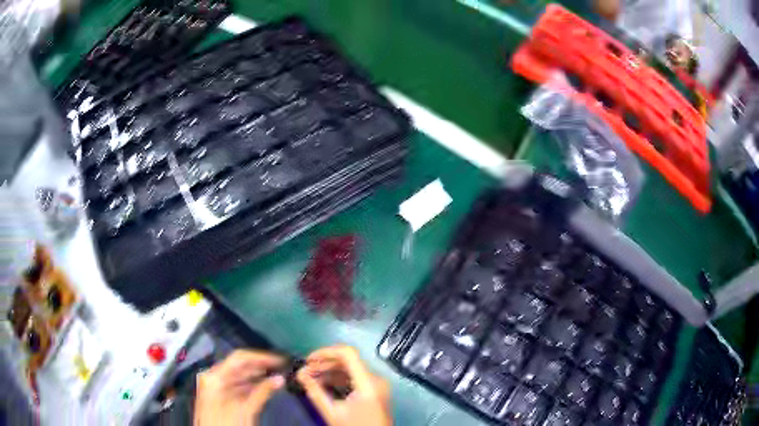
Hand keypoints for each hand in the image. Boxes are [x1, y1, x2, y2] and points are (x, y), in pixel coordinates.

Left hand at [194, 350, 284, 425]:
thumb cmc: (227, 424)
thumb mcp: (246, 410)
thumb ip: (262, 392)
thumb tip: (280, 378)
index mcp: (215, 376)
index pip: (239, 358)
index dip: (261, 357)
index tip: (281, 360)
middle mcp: (213, 377)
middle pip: (239, 365)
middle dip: (261, 366)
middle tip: (282, 368)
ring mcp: (215, 386)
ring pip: (239, 376)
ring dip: (258, 376)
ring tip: (277, 377)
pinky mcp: (219, 396)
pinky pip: (237, 386)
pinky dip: (251, 386)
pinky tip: (265, 387)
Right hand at [297, 345, 390, 425]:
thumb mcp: (332, 412)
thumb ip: (315, 391)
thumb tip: (299, 374)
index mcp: (368, 383)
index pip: (347, 353)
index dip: (325, 352)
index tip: (307, 360)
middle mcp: (376, 379)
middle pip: (347, 361)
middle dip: (323, 364)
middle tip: (304, 372)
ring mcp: (377, 384)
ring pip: (350, 368)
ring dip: (329, 371)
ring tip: (310, 379)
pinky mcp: (375, 390)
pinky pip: (355, 377)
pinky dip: (338, 378)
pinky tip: (324, 384)